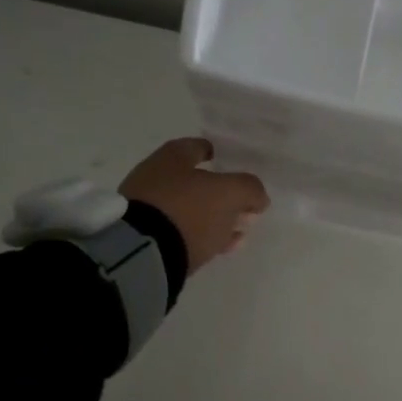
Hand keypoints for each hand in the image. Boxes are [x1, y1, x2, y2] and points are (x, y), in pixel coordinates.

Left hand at [121, 138, 269, 272]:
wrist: (143, 252)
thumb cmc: (188, 210)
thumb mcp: (230, 194)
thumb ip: (249, 189)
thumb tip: (258, 197)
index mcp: (171, 157)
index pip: (196, 147)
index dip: (215, 153)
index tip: (230, 164)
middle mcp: (154, 177)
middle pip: (193, 181)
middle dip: (218, 193)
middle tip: (241, 206)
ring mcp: (146, 208)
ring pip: (187, 209)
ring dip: (212, 218)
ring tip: (236, 232)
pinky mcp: (144, 237)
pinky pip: (178, 232)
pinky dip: (199, 236)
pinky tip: (219, 247)